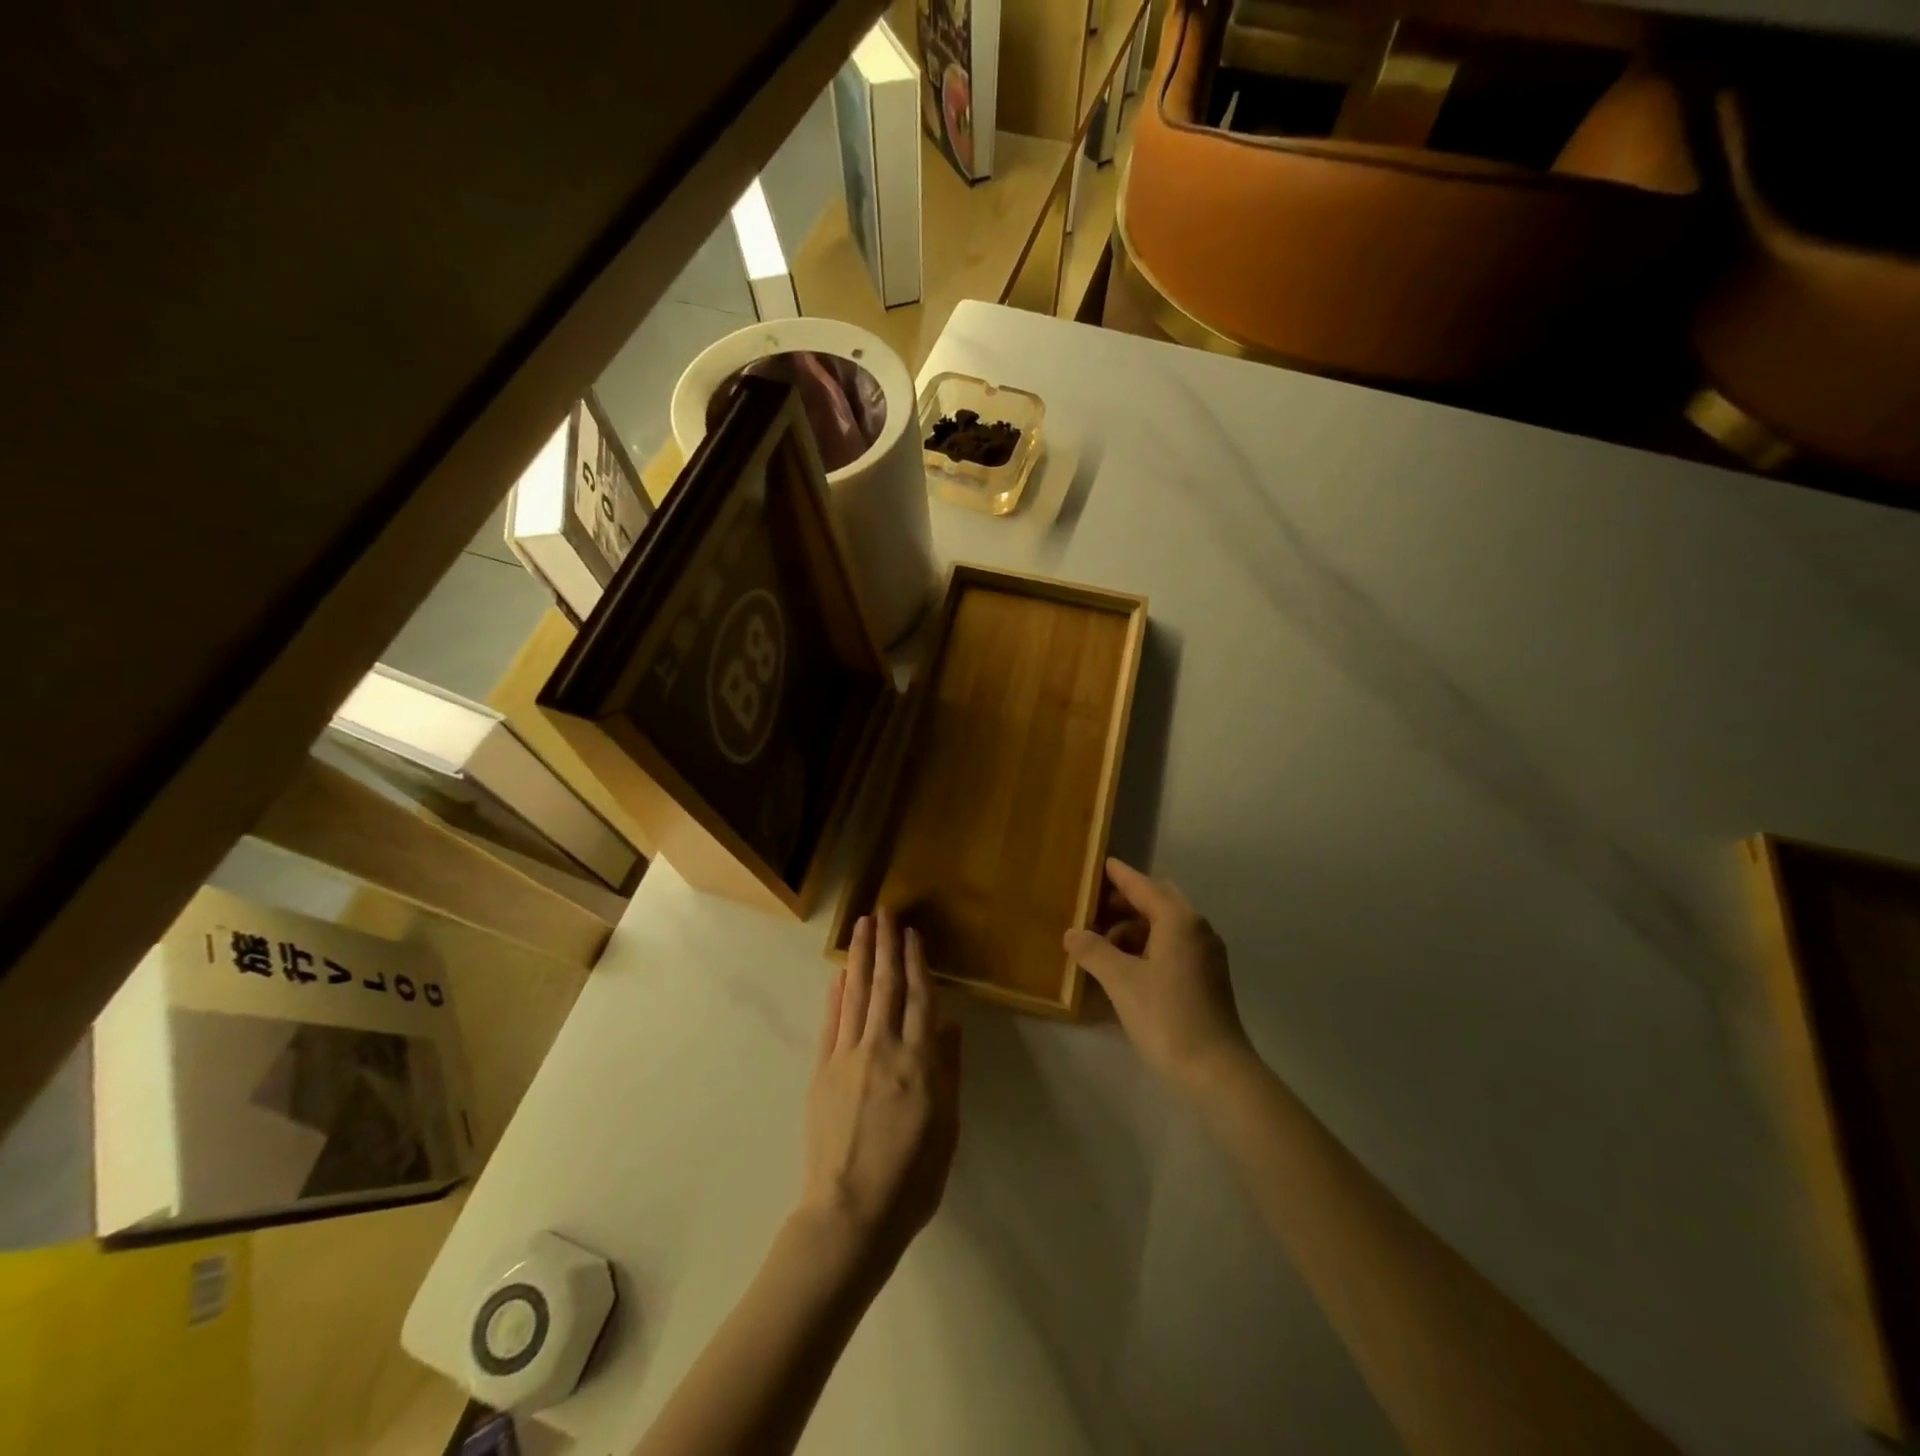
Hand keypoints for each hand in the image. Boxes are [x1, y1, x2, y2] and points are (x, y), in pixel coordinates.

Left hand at [797, 910, 961, 1275]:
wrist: (850, 1216)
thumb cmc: (911, 1179)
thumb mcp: (947, 1129)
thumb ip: (949, 1071)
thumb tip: (951, 1024)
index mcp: (919, 1063)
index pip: (920, 998)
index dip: (917, 962)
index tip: (912, 933)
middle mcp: (883, 1049)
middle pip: (886, 986)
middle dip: (885, 945)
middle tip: (883, 911)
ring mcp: (848, 1057)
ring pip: (857, 995)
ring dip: (860, 957)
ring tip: (862, 926)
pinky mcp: (823, 1072)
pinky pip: (831, 1023)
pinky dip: (836, 995)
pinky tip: (840, 974)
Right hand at [1064, 858, 1251, 1091]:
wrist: (1216, 1071)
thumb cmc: (1167, 1017)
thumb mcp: (1121, 981)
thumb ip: (1093, 951)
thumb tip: (1071, 933)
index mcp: (1178, 920)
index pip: (1143, 886)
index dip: (1119, 875)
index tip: (1099, 864)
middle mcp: (1196, 928)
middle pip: (1157, 901)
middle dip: (1126, 901)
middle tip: (1093, 908)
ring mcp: (1206, 954)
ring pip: (1166, 925)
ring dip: (1135, 926)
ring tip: (1102, 943)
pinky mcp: (1207, 977)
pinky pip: (1173, 945)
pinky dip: (1148, 945)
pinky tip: (1126, 965)